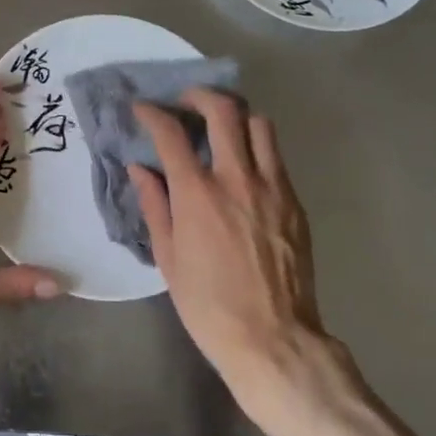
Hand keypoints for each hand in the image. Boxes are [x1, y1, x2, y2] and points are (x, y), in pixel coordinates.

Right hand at [131, 91, 345, 410]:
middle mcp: (236, 178)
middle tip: (187, 103)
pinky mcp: (295, 202)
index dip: (153, 113)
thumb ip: (154, 205)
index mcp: (197, 193)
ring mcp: (272, 187)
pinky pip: (276, 157)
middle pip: (223, 111)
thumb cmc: (208, 305)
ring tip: (223, 129)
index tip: (143, 108)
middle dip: (200, 96)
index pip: (171, 133)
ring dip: (237, 117)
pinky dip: (257, 148)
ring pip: (260, 124)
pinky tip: (245, 167)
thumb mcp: (168, 258)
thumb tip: (140, 169)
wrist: (274, 339)